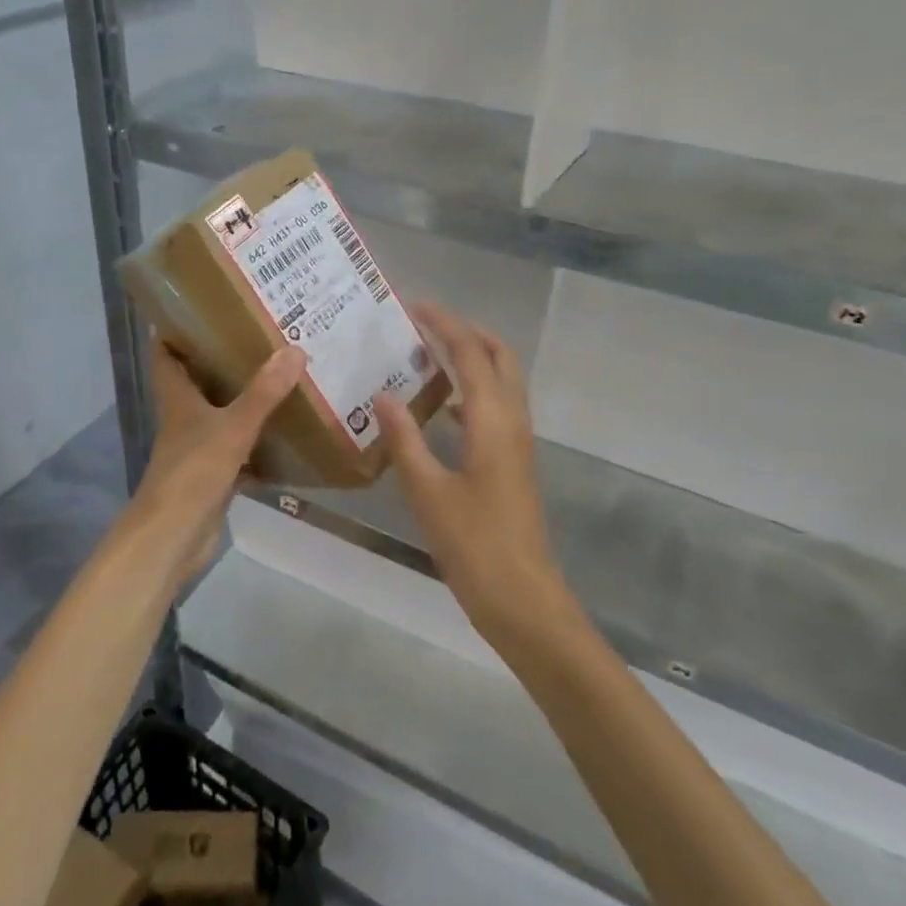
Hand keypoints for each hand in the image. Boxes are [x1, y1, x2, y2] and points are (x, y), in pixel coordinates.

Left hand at [121, 335, 307, 591]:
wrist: (173, 538)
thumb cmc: (192, 473)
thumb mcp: (232, 428)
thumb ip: (263, 393)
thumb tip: (295, 350)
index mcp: (178, 399)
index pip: (166, 355)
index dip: (175, 329)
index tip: (201, 306)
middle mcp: (184, 419)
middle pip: (198, 381)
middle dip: (222, 359)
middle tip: (259, 336)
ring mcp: (198, 448)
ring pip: (221, 414)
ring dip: (244, 398)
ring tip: (280, 374)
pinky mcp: (214, 475)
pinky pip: (240, 448)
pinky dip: (259, 441)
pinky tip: (287, 433)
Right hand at [373, 305, 570, 646]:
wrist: (522, 599)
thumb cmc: (473, 545)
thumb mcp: (427, 491)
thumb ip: (404, 439)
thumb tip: (382, 394)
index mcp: (493, 420)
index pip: (471, 353)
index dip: (445, 324)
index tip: (414, 306)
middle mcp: (513, 421)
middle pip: (499, 356)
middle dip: (467, 332)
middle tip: (426, 325)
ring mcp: (518, 443)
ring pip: (502, 381)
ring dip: (472, 359)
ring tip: (429, 356)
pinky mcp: (514, 462)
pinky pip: (497, 408)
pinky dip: (472, 392)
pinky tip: (441, 409)